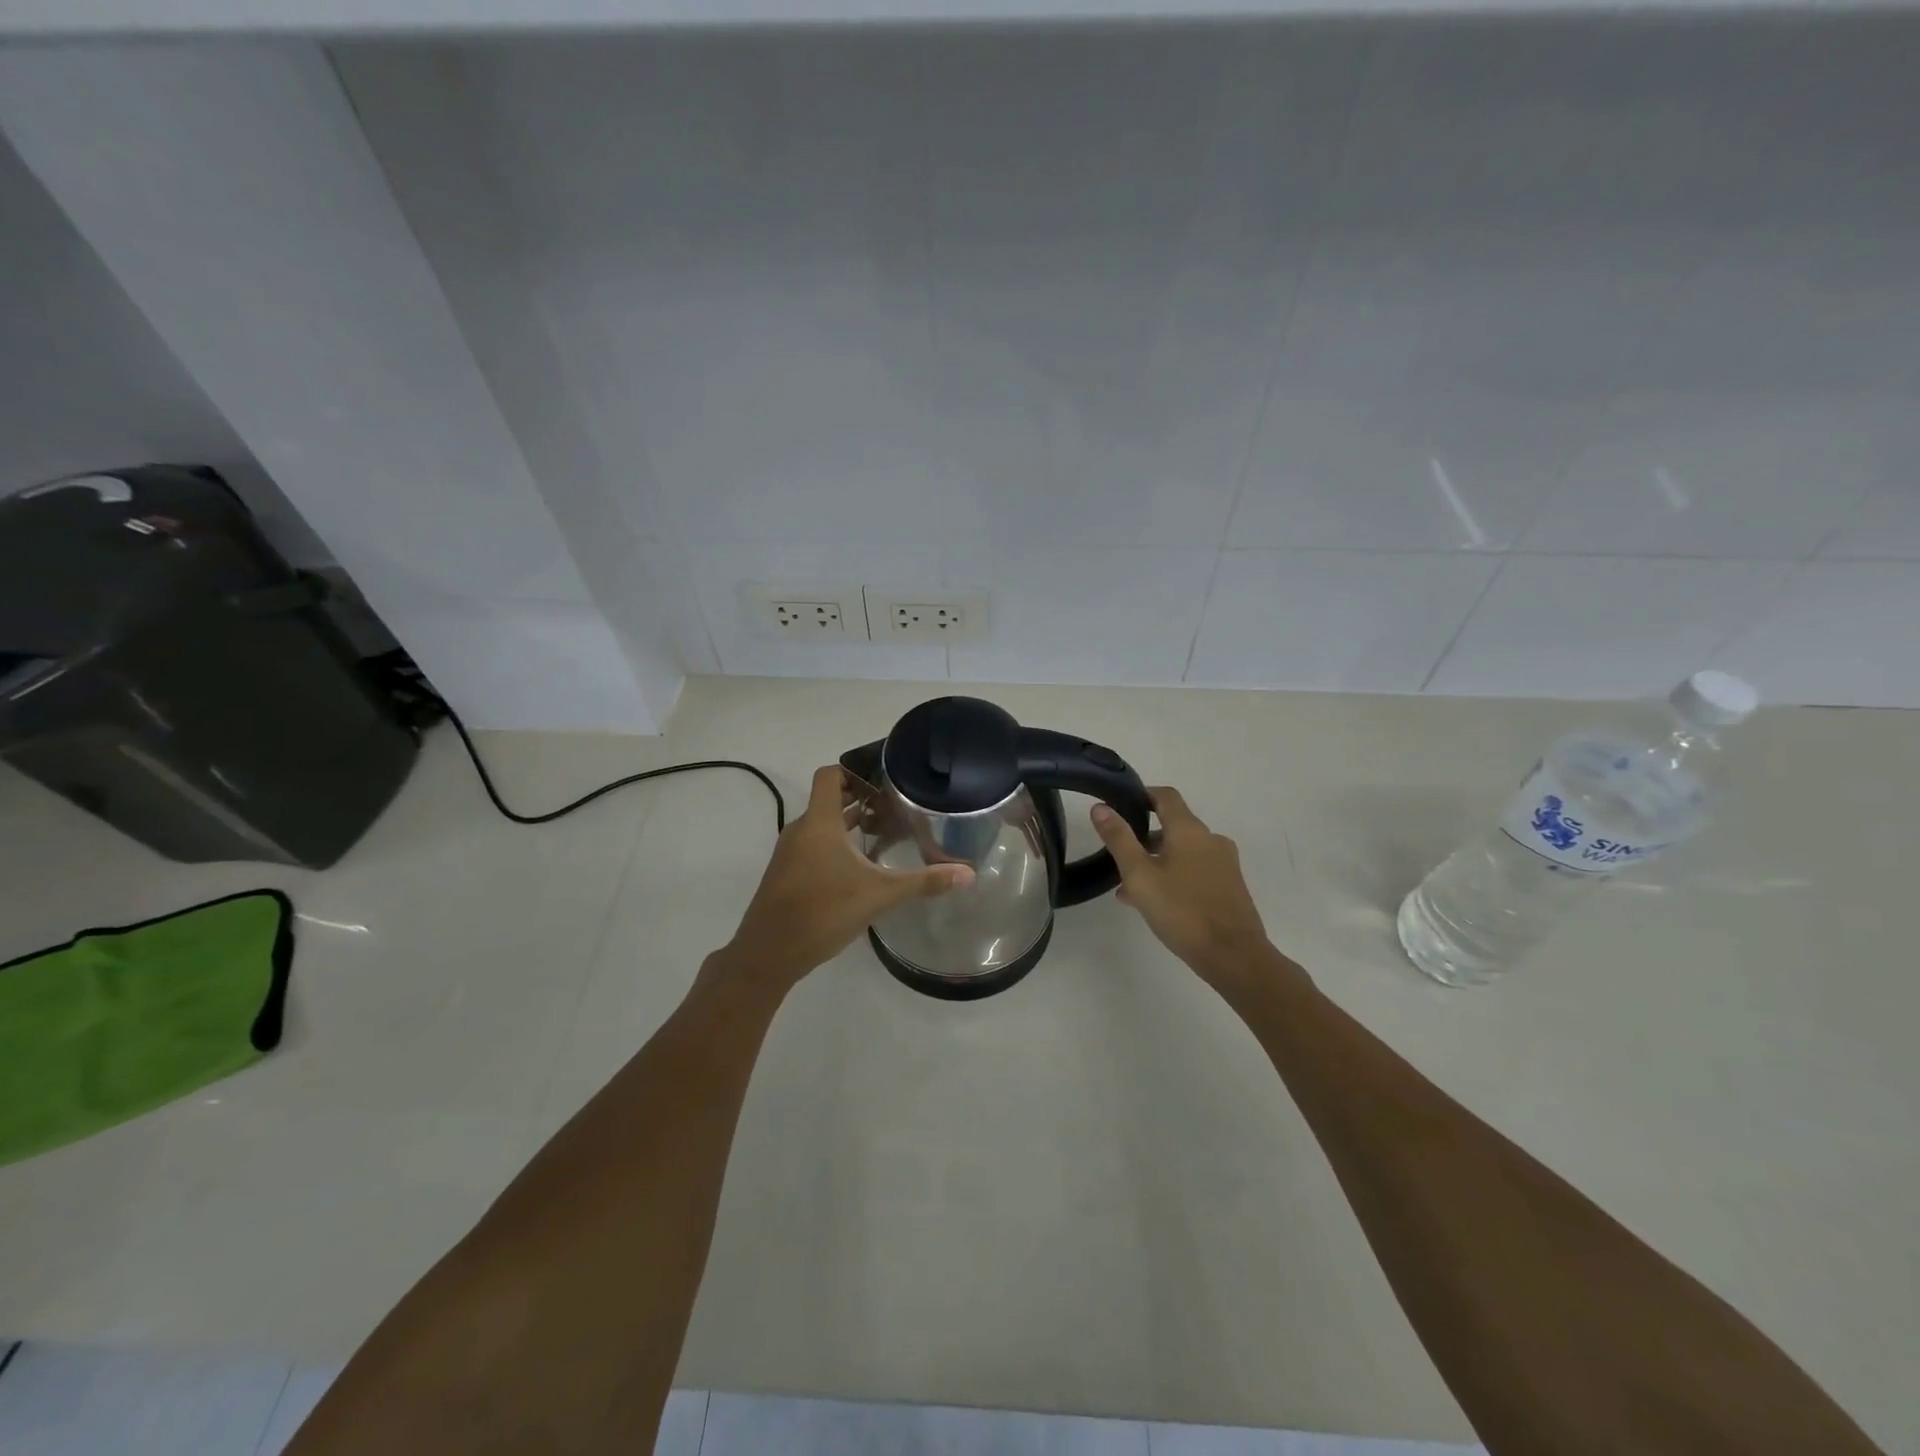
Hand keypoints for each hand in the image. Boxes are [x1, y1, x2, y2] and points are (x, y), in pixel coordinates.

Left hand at [721, 765, 973, 987]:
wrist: (768, 954)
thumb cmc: (823, 912)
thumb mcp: (879, 895)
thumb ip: (923, 882)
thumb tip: (968, 874)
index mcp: (820, 822)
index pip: (830, 775)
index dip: (855, 771)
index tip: (884, 781)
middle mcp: (801, 830)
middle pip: (829, 800)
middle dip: (860, 800)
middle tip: (894, 807)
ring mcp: (789, 853)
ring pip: (821, 826)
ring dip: (848, 825)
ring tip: (882, 834)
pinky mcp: (785, 874)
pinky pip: (812, 846)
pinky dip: (834, 846)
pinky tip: (858, 868)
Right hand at [1092, 786, 1271, 984]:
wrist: (1234, 956)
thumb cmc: (1182, 910)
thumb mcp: (1139, 875)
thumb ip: (1119, 839)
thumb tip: (1101, 808)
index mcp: (1190, 830)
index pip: (1166, 796)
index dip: (1143, 795)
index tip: (1121, 804)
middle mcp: (1211, 840)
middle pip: (1174, 826)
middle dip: (1145, 837)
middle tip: (1119, 856)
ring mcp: (1224, 864)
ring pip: (1183, 853)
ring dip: (1157, 862)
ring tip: (1130, 888)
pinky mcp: (1230, 888)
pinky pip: (1195, 871)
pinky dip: (1174, 877)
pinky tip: (1155, 903)